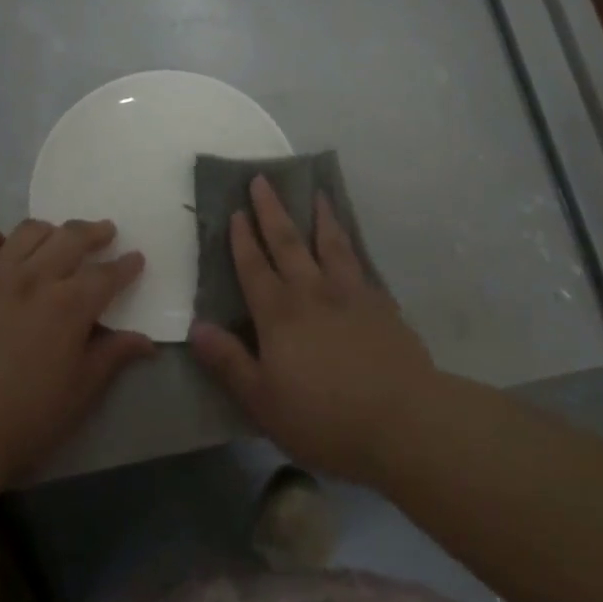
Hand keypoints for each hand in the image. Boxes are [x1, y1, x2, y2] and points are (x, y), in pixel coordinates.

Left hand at [0, 218, 154, 482]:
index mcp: (70, 305)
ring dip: (50, 229)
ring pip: (28, 232)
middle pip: (71, 238)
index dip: (126, 265)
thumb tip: (146, 341)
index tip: (136, 258)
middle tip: (105, 232)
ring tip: (58, 237)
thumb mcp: (82, 391)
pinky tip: (1, 246)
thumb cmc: (28, 416)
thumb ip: (113, 356)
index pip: (106, 275)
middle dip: (94, 232)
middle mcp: (35, 278)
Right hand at [189, 177, 433, 483]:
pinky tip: (351, 243)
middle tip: (262, 179)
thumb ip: (229, 362)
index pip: (254, 267)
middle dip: (272, 211)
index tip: (235, 210)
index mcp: (279, 314)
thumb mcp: (263, 400)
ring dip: (319, 216)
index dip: (242, 239)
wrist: (405, 423)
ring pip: (330, 244)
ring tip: (316, 192)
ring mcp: (351, 295)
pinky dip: (351, 246)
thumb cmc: (324, 418)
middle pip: (288, 243)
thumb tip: (196, 327)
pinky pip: (360, 264)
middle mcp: (312, 293)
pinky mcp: (382, 306)